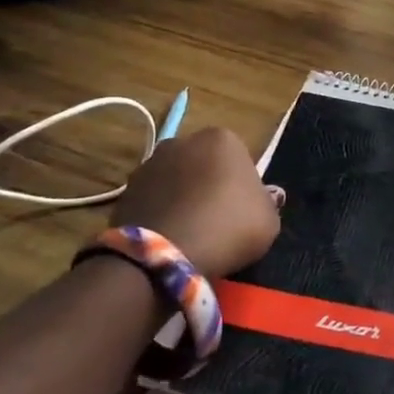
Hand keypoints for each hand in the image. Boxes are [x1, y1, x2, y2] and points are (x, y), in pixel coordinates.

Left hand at [113, 128, 280, 277]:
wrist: (168, 254)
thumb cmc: (230, 226)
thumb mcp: (269, 219)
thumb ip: (266, 203)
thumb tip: (261, 198)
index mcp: (222, 139)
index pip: (239, 157)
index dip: (243, 184)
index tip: (244, 209)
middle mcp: (182, 141)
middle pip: (203, 163)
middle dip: (209, 183)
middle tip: (219, 219)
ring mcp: (149, 164)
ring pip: (175, 180)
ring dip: (182, 197)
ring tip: (192, 232)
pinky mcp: (125, 190)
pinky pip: (153, 200)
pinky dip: (161, 213)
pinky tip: (170, 238)